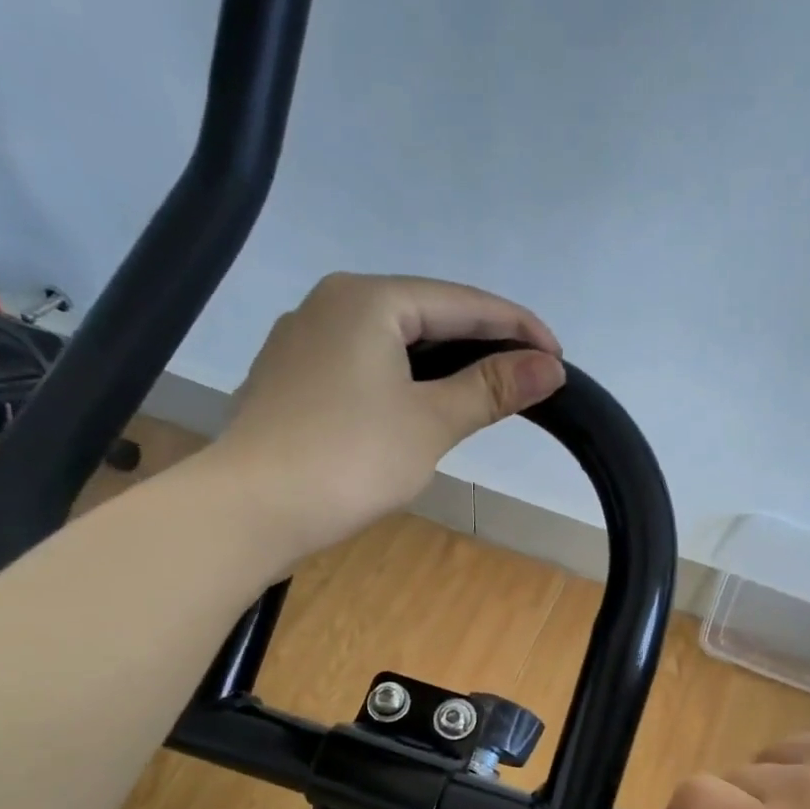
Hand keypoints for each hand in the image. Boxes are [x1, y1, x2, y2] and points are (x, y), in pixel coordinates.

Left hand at [201, 272, 565, 554]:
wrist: (252, 509)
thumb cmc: (350, 458)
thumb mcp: (431, 422)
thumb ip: (491, 389)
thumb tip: (549, 367)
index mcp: (368, 299)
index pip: (461, 302)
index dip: (516, 327)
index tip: (557, 356)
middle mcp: (330, 303)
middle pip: (425, 315)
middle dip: (479, 344)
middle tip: (526, 376)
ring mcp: (303, 340)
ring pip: (392, 341)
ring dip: (442, 364)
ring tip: (483, 391)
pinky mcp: (291, 379)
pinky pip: (363, 365)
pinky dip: (402, 380)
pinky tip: (418, 406)